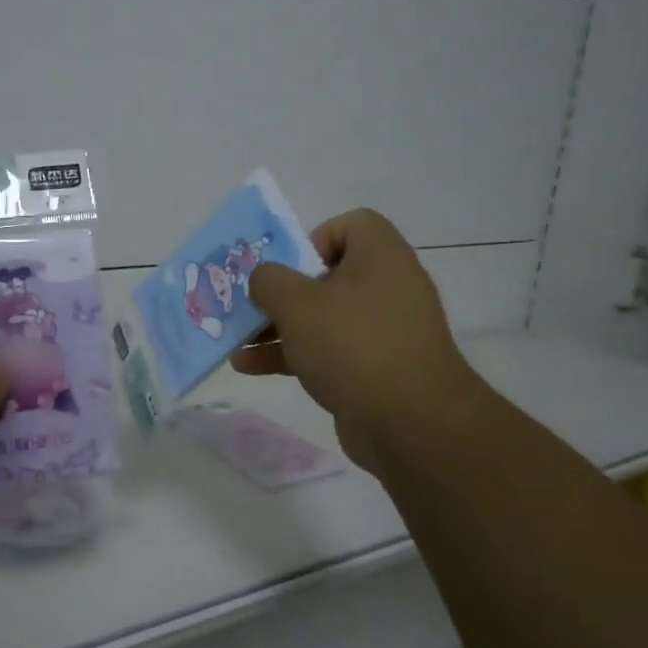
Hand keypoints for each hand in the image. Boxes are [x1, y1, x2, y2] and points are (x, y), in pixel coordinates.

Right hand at [232, 209, 484, 473]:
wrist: (410, 423)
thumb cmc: (352, 344)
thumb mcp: (297, 303)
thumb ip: (269, 280)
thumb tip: (264, 279)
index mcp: (380, 256)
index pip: (351, 224)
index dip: (314, 239)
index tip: (289, 268)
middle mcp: (388, 286)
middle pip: (327, 275)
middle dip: (282, 292)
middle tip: (252, 306)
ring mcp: (383, 330)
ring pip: (323, 317)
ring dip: (278, 327)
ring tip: (237, 341)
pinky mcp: (376, 368)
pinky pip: (329, 350)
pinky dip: (294, 354)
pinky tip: (250, 368)